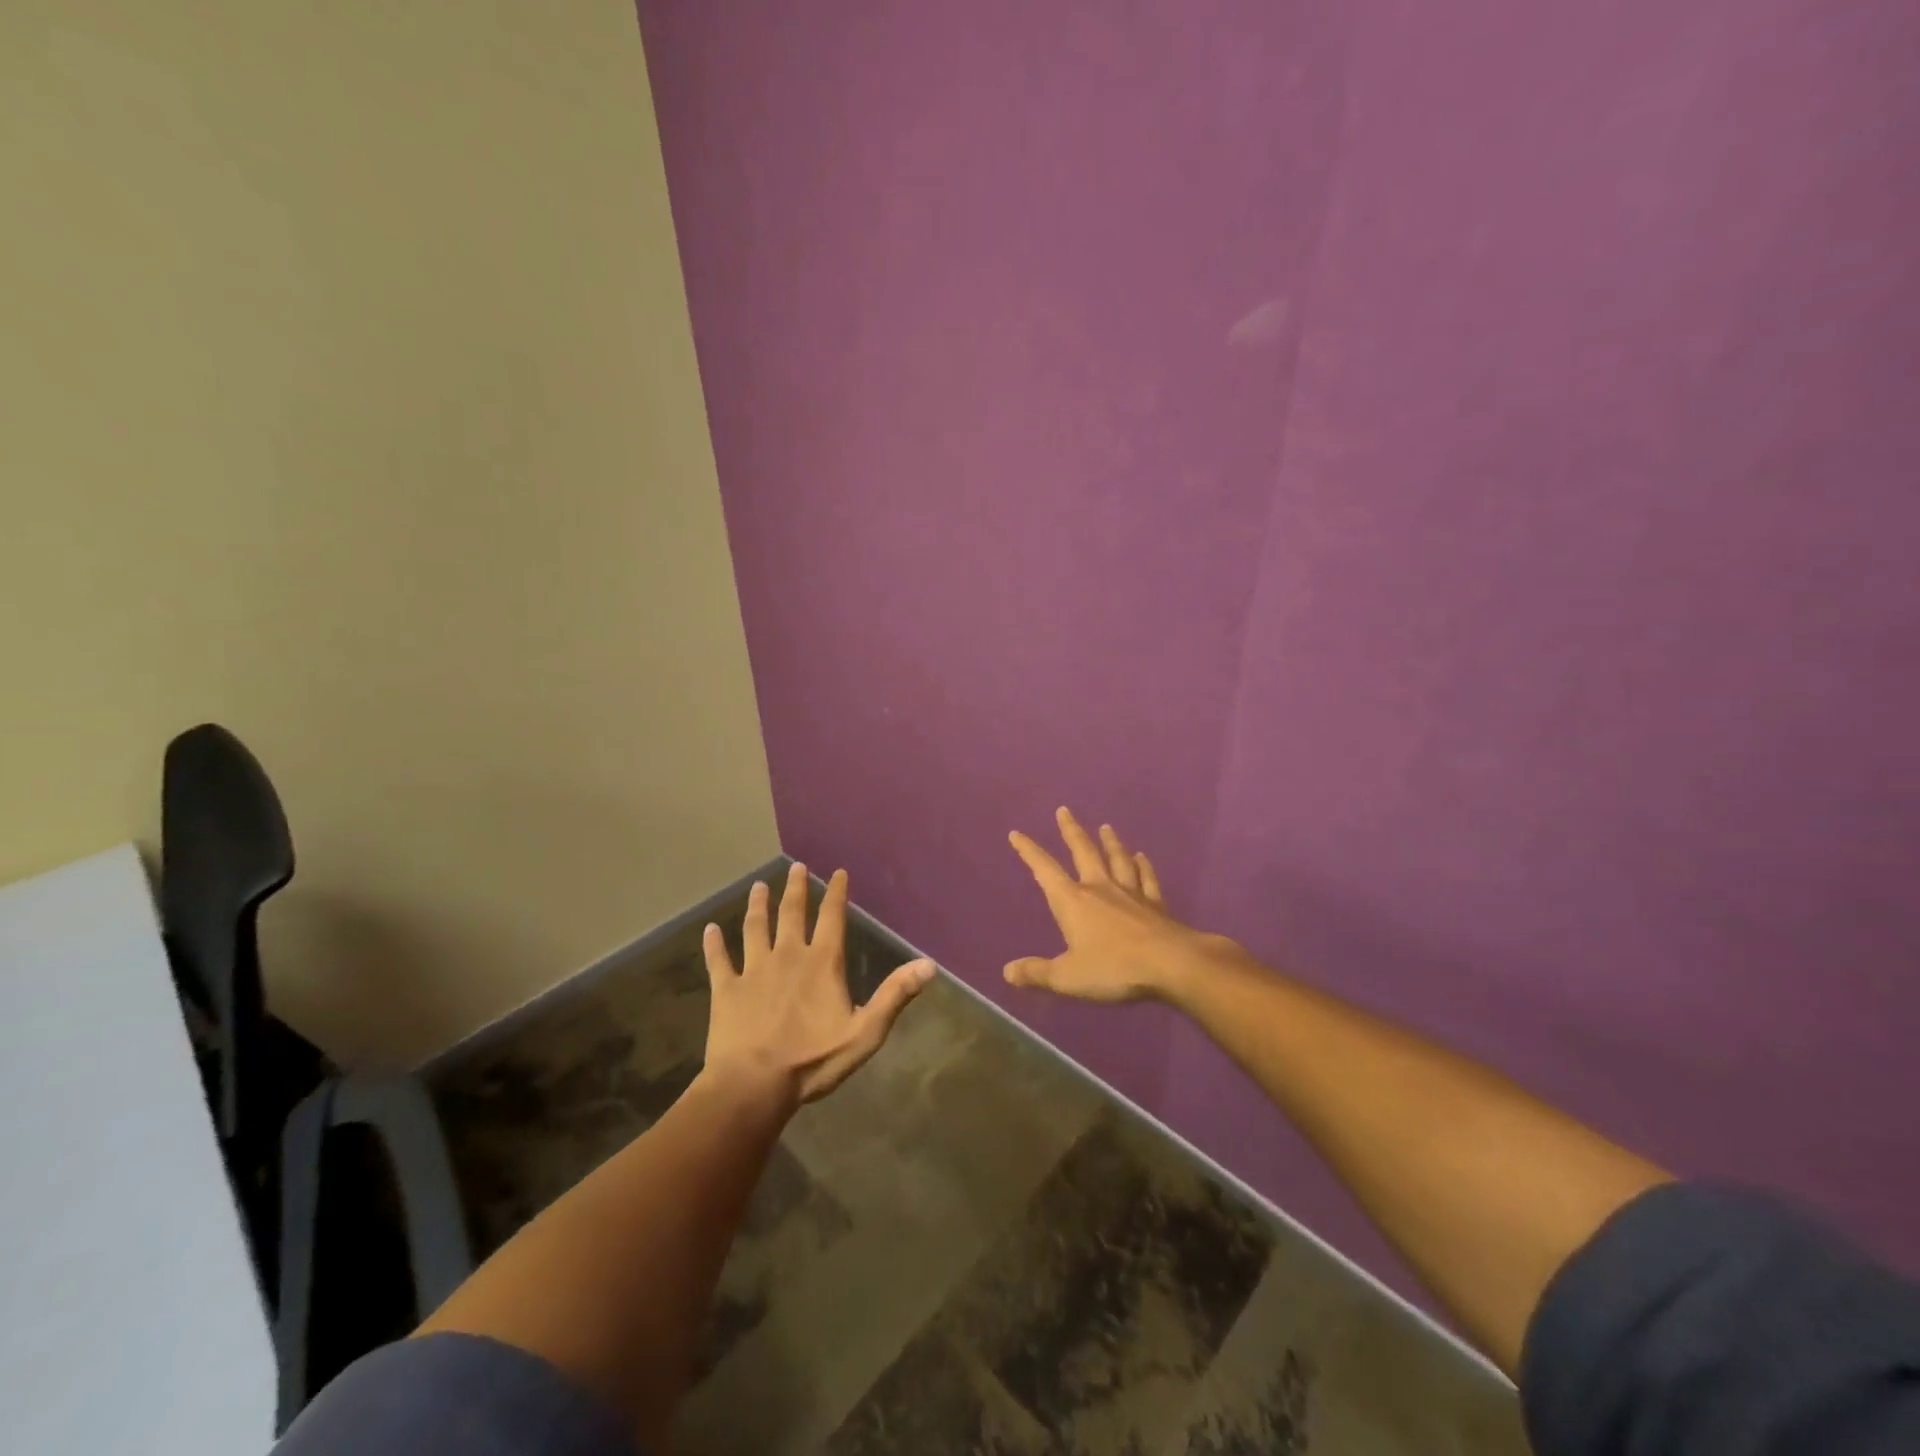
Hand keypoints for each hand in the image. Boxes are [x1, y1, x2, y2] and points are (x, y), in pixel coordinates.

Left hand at [702, 862, 934, 1106]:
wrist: (754, 1085)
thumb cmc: (813, 1060)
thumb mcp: (865, 1032)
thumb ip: (895, 995)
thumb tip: (929, 965)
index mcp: (822, 963)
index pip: (832, 917)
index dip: (836, 893)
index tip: (838, 873)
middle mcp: (788, 955)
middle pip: (791, 914)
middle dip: (795, 889)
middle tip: (795, 868)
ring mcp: (754, 970)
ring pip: (755, 928)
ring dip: (757, 906)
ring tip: (758, 887)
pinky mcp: (726, 989)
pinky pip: (718, 960)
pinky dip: (714, 944)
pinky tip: (709, 930)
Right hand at [1006, 807, 1233, 1001]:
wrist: (1172, 964)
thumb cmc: (1114, 968)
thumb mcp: (1068, 977)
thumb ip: (1037, 973)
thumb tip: (1008, 971)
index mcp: (1073, 901)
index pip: (1045, 870)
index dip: (1029, 852)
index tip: (1017, 833)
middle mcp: (1100, 888)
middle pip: (1084, 852)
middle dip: (1071, 831)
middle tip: (1064, 810)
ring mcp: (1131, 893)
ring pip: (1117, 859)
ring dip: (1110, 842)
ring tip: (1106, 827)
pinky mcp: (1156, 904)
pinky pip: (1146, 878)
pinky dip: (1143, 866)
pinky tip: (1142, 856)